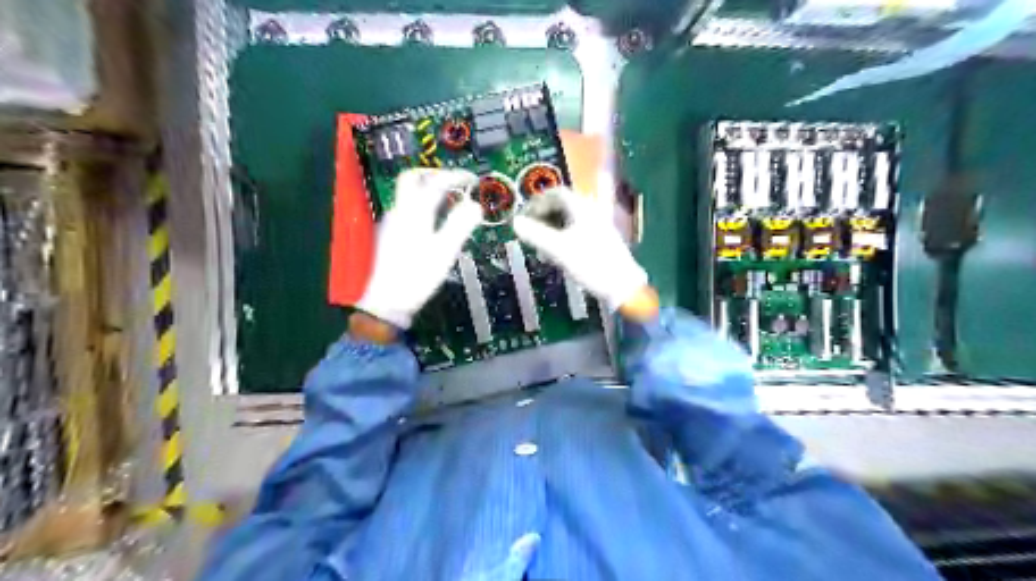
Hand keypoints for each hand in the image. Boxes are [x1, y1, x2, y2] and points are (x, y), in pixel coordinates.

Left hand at [358, 170, 482, 328]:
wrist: (386, 302)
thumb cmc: (418, 276)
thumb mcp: (445, 252)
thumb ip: (460, 225)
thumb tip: (476, 205)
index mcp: (414, 213)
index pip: (434, 182)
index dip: (455, 176)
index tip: (472, 179)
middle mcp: (399, 212)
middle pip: (412, 179)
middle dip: (434, 174)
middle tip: (454, 181)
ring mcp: (390, 223)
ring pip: (408, 195)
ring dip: (428, 190)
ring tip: (449, 201)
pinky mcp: (388, 235)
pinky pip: (406, 209)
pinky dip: (422, 205)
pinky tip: (433, 221)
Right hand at [513, 187, 649, 313]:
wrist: (623, 286)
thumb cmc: (591, 265)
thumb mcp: (558, 250)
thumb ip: (535, 234)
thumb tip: (515, 222)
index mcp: (583, 208)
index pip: (557, 193)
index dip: (537, 202)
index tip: (523, 216)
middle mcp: (593, 211)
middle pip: (563, 205)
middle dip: (543, 216)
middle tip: (530, 230)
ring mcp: (600, 226)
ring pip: (570, 219)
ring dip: (552, 228)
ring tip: (541, 246)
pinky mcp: (603, 241)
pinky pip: (578, 231)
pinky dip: (563, 237)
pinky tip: (557, 254)